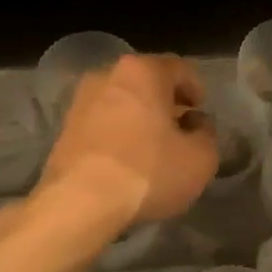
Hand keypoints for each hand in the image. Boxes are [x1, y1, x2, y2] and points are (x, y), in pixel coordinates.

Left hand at [37, 55, 218, 231]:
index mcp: (143, 71)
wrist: (80, 202)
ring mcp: (81, 100)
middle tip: (180, 127)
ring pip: (122, 101)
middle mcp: (108, 75)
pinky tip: (126, 159)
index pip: (179, 68)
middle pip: (146, 82)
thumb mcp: (201, 158)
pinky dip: (117, 132)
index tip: (201, 111)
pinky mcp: (65, 128)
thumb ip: (207, 134)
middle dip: (165, 101)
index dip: (196, 89)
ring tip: (152, 146)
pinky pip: (102, 122)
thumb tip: (196, 124)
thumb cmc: (148, 172)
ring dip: (139, 117)